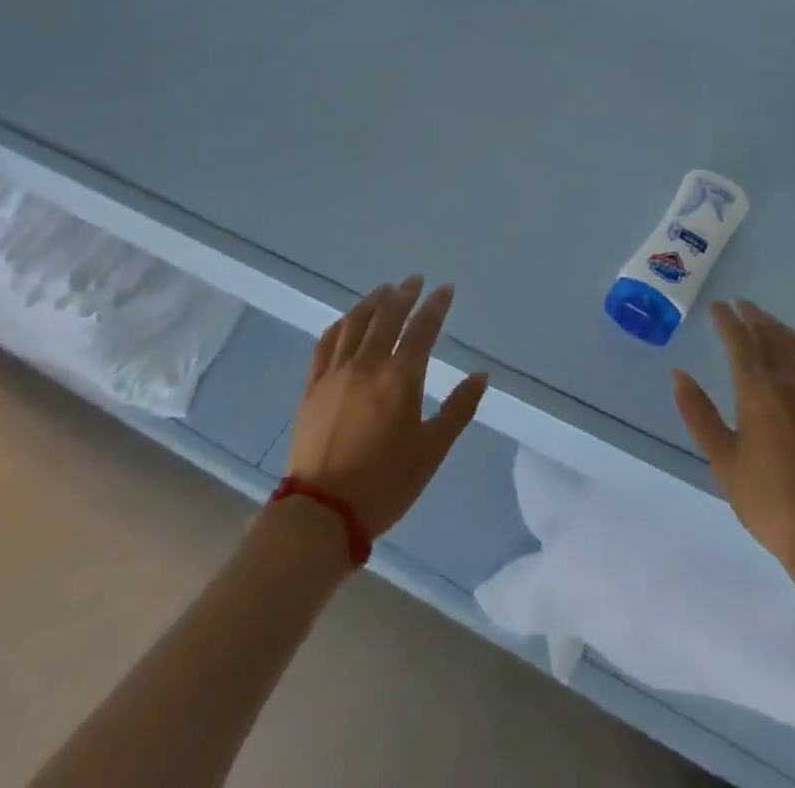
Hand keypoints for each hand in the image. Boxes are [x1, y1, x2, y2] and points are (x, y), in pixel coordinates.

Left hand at [287, 276, 488, 538]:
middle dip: (404, 294)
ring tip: (384, 291)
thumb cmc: (385, 484)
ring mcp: (336, 373)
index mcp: (401, 378)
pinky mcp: (313, 387)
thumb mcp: (432, 450)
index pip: (422, 329)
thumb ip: (458, 409)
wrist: (322, 514)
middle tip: (415, 280)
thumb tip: (481, 376)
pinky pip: (326, 343)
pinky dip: (341, 325)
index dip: (435, 306)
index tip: (445, 289)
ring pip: (354, 323)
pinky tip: (347, 321)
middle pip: (386, 316)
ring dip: (372, 302)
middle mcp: (367, 365)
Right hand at [672, 300, 794, 582]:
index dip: (727, 321)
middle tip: (741, 305)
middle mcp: (793, 383)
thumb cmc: (769, 502)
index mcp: (760, 392)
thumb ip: (699, 415)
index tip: (717, 306)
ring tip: (768, 322)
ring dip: (780, 329)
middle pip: (773, 337)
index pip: (741, 342)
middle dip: (754, 317)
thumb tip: (678, 375)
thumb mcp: (723, 462)